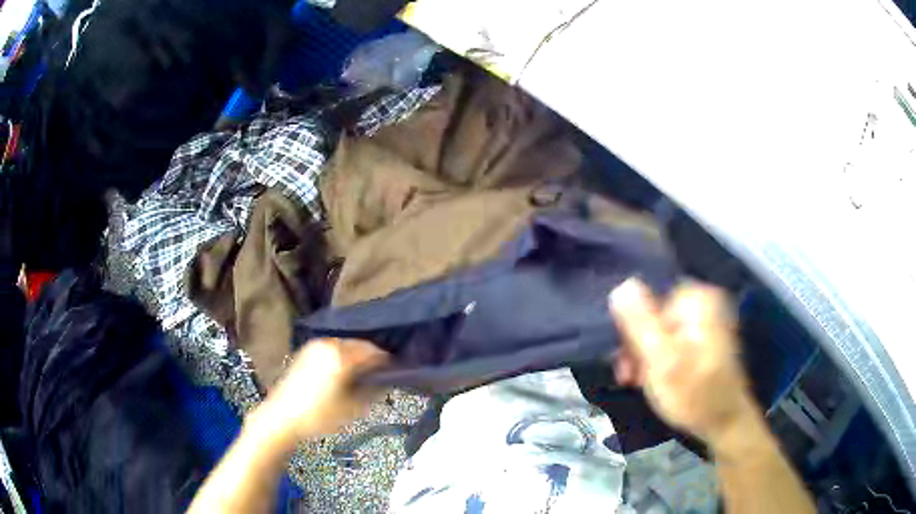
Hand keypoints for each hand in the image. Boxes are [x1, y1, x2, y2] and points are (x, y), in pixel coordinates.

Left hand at [253, 338, 388, 442]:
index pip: (373, 353)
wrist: (282, 417)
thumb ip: (372, 391)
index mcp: (341, 356)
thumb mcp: (352, 408)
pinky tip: (346, 371)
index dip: (387, 362)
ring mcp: (315, 346)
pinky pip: (332, 348)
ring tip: (365, 373)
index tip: (397, 371)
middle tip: (383, 372)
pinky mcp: (306, 352)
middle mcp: (329, 344)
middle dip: (372, 356)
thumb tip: (386, 381)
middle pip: (359, 345)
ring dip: (358, 356)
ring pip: (345, 345)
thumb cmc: (319, 415)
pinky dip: (343, 356)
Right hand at [609, 278, 755, 440]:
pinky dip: (662, 360)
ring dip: (647, 357)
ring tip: (641, 383)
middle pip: (655, 317)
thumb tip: (621, 286)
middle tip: (631, 376)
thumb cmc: (694, 395)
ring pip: (662, 333)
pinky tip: (658, 380)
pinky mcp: (706, 342)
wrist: (726, 423)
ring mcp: (707, 323)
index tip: (625, 359)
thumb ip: (640, 322)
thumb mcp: (660, 359)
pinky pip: (674, 343)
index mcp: (697, 300)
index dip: (633, 330)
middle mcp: (704, 304)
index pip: (648, 300)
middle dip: (639, 347)